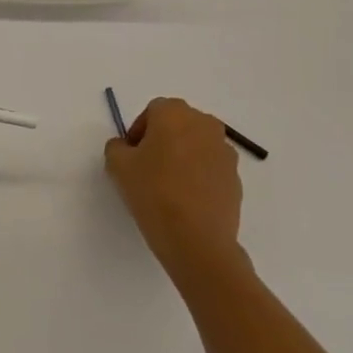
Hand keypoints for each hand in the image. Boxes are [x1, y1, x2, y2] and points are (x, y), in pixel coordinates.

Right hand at [104, 97, 243, 278]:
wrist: (197, 240)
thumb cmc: (154, 193)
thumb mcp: (118, 166)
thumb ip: (116, 147)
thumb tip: (126, 147)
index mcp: (175, 113)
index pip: (152, 111)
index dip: (139, 132)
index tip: (131, 156)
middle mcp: (204, 123)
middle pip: (177, 124)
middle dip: (162, 140)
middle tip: (147, 168)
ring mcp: (225, 151)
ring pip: (196, 145)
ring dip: (183, 157)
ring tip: (168, 186)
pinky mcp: (236, 177)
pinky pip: (211, 167)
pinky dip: (199, 176)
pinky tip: (187, 200)